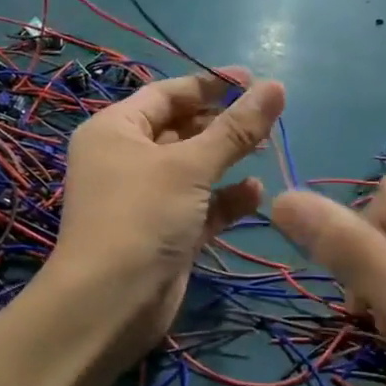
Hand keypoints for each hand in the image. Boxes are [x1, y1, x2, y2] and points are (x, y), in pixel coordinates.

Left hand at [53, 69, 285, 359]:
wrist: (110, 305)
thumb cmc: (142, 217)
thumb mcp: (190, 166)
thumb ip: (236, 128)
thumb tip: (276, 86)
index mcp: (116, 129)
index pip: (167, 93)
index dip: (210, 85)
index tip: (253, 80)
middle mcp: (126, 158)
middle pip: (182, 129)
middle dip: (224, 124)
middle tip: (268, 118)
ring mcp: (146, 197)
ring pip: (194, 168)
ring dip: (228, 159)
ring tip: (267, 150)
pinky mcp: (165, 231)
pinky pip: (200, 204)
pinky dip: (226, 198)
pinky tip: (256, 194)